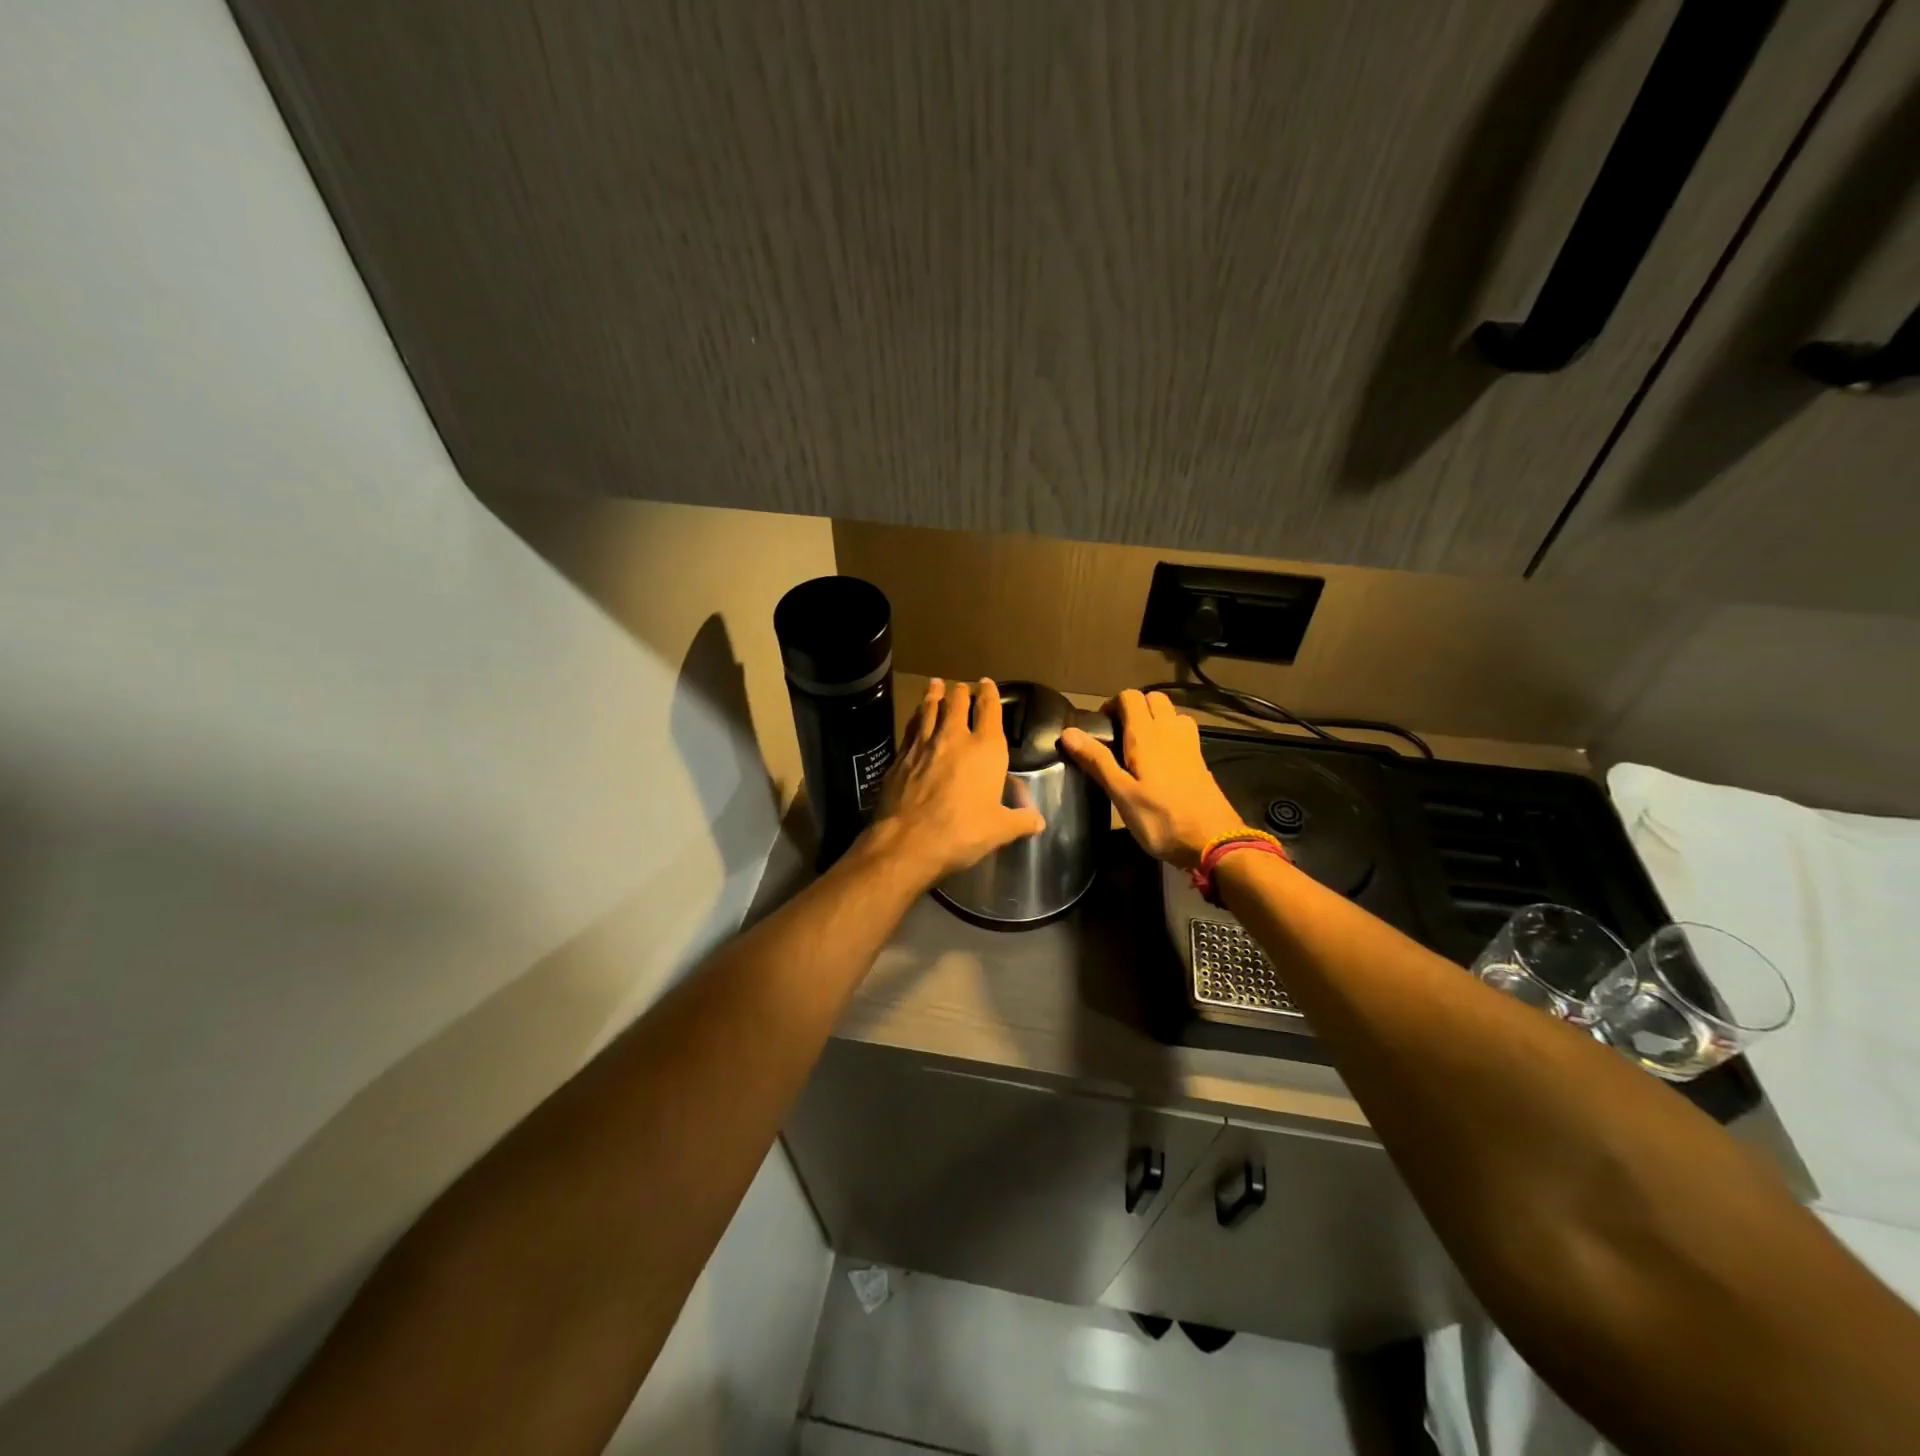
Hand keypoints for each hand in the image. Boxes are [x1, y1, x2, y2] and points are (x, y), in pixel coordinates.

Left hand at [867, 678, 1046, 886]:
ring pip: (930, 709)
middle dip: (961, 692)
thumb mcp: (999, 830)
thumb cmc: (962, 832)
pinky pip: (911, 727)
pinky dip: (916, 717)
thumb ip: (1020, 821)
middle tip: (961, 687)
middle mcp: (954, 738)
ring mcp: (923, 744)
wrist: (908, 840)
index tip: (987, 683)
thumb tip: (1039, 822)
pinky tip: (915, 717)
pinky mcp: (900, 756)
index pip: (989, 710)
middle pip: (956, 703)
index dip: (989, 694)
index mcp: (985, 749)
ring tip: (935, 685)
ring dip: (934, 695)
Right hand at [1060, 689, 1247, 869]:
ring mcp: (1189, 744)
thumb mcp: (1121, 794)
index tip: (1100, 726)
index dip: (1112, 704)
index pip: (1130, 697)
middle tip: (1118, 733)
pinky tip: (1161, 760)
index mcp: (1147, 736)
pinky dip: (1170, 734)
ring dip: (1155, 718)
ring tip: (1139, 744)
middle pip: (1154, 698)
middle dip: (1134, 707)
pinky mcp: (1200, 760)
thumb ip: (1097, 761)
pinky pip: (1183, 732)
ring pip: (1172, 713)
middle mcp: (1170, 731)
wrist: (1213, 841)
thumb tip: (1068, 731)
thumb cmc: (1161, 819)